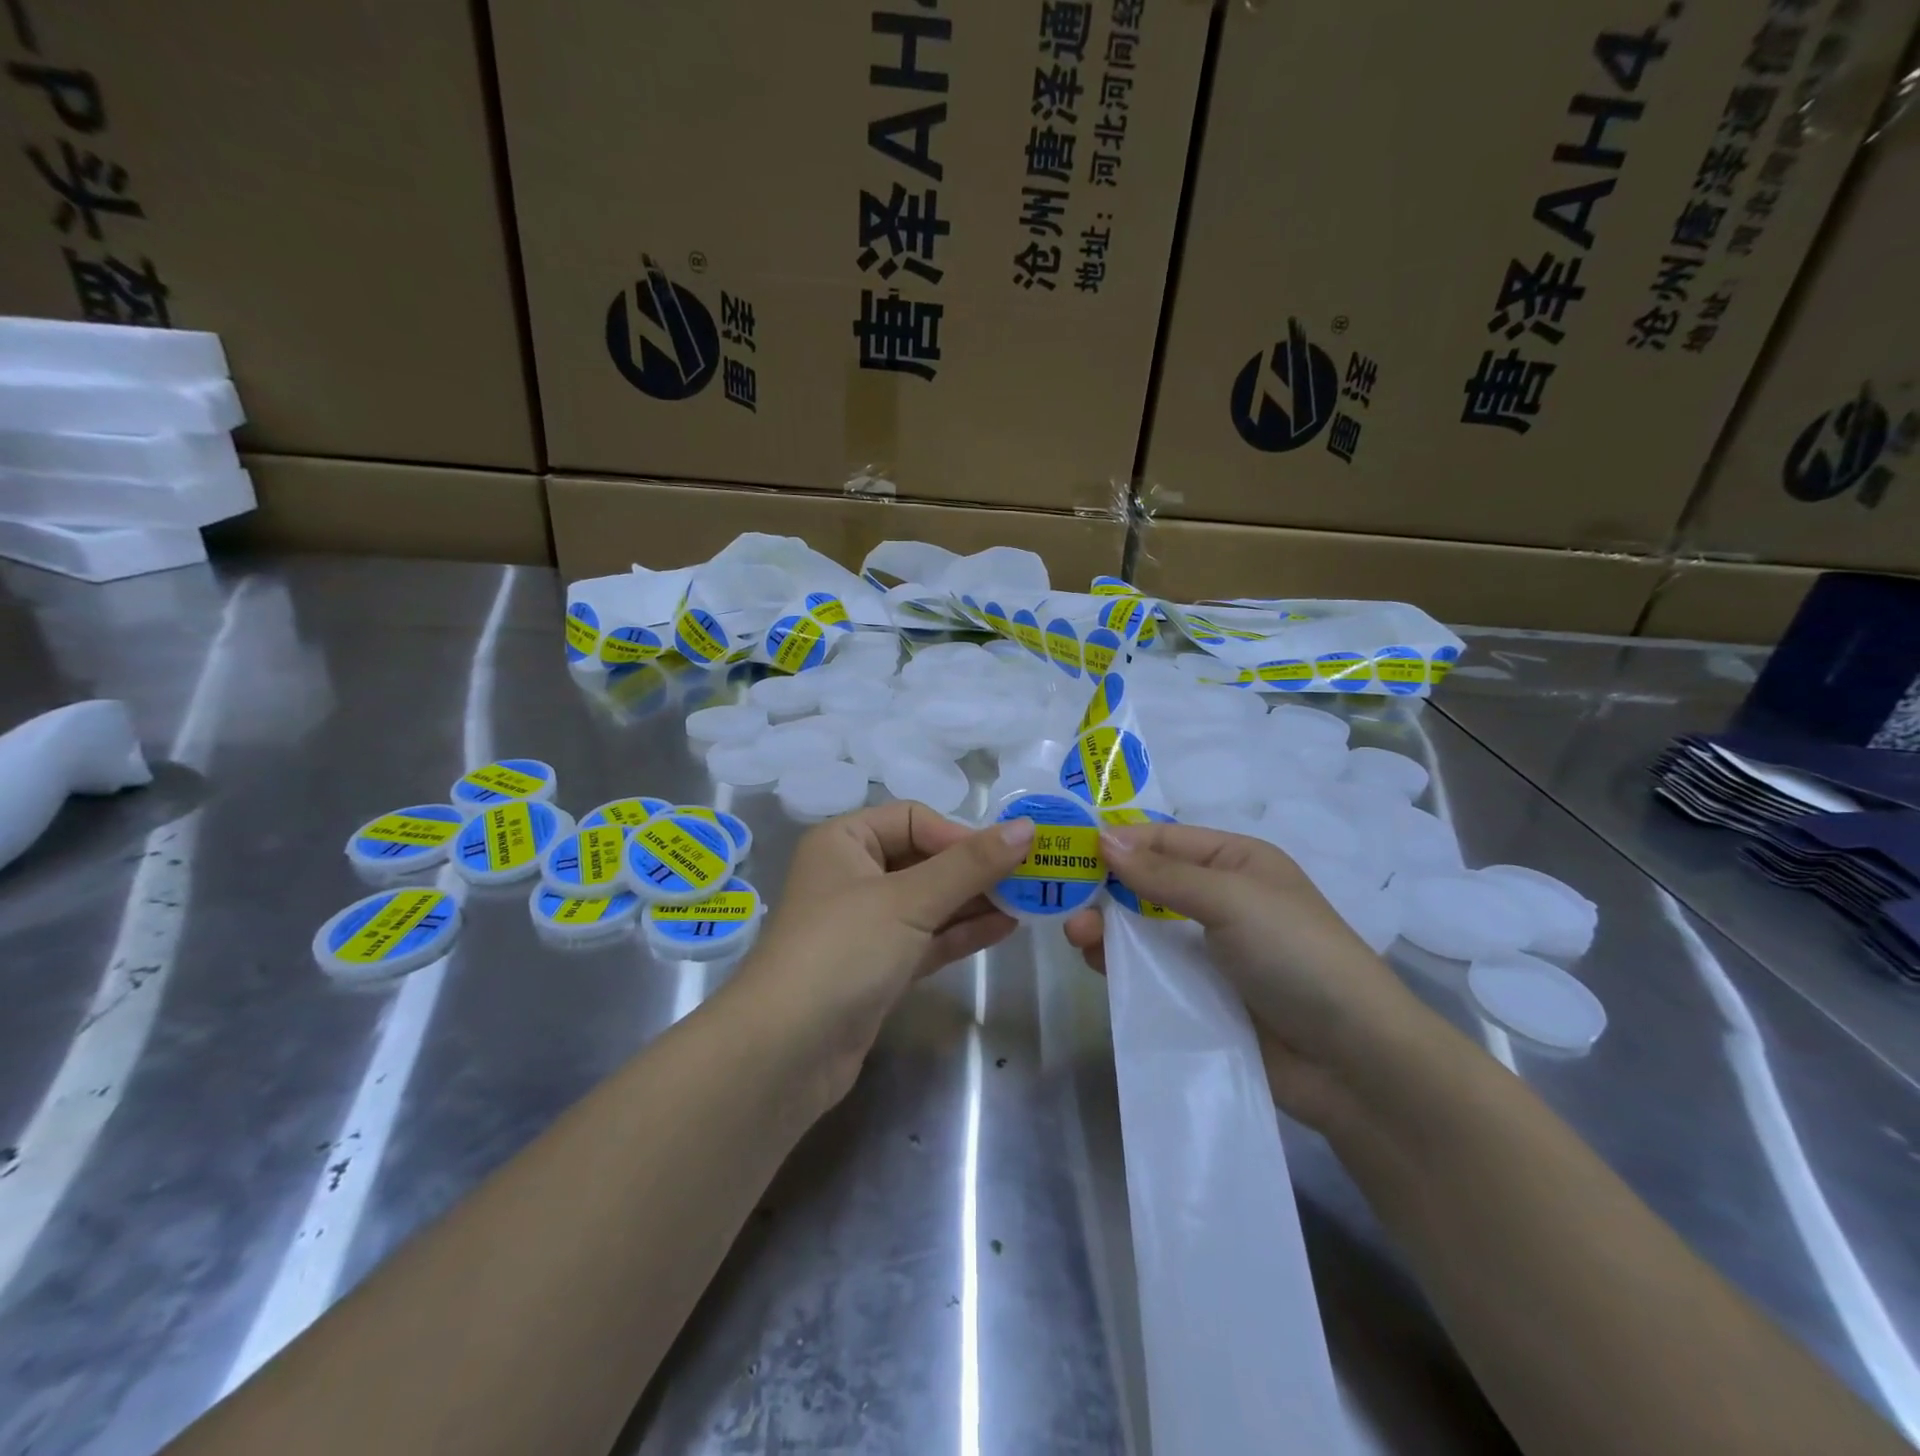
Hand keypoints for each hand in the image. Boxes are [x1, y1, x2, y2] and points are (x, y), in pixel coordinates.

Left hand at [728, 801, 1034, 1106]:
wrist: (785, 1052)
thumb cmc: (843, 950)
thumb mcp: (909, 899)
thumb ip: (970, 864)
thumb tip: (1027, 827)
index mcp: (844, 841)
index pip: (913, 819)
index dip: (959, 834)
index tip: (1004, 856)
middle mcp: (851, 875)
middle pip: (923, 859)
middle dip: (974, 869)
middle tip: (1029, 878)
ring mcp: (864, 925)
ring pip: (929, 902)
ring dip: (974, 901)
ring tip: (1028, 902)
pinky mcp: (877, 967)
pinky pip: (927, 938)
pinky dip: (961, 932)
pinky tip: (1004, 927)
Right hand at [1064, 822, 1430, 1130]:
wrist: (1355, 1062)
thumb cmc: (1297, 955)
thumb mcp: (1231, 899)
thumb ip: (1163, 874)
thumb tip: (1102, 838)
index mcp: (1236, 862)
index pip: (1165, 839)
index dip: (1119, 842)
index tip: (1069, 849)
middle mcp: (1221, 900)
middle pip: (1149, 884)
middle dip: (1107, 888)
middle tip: (1066, 900)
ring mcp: (1211, 952)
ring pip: (1144, 929)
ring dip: (1108, 928)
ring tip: (1077, 937)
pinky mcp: (1202, 997)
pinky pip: (1152, 972)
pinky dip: (1122, 965)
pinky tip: (1096, 965)